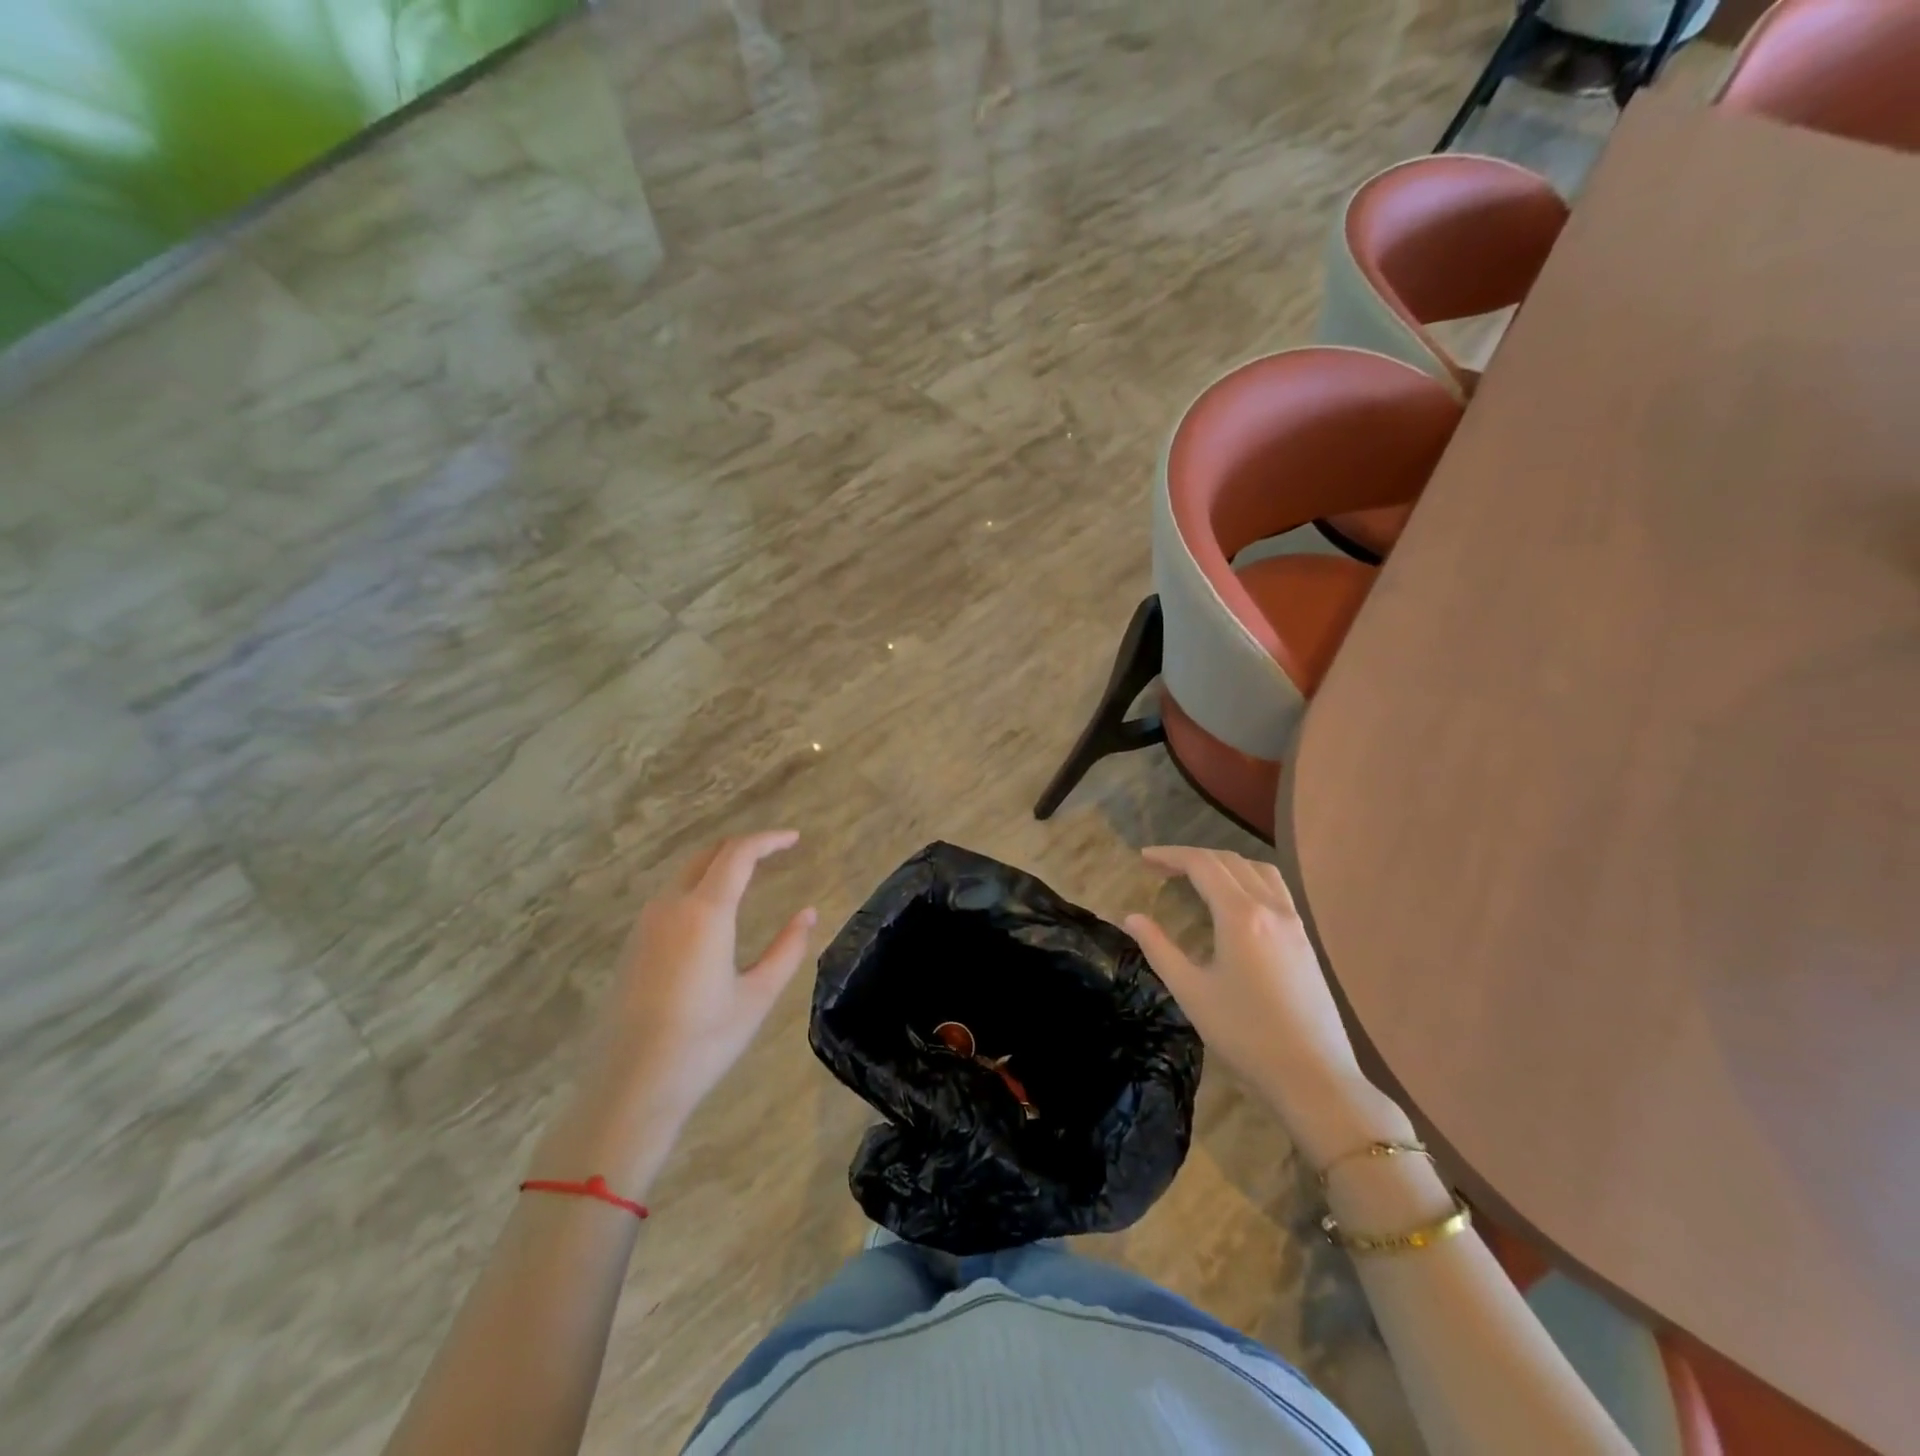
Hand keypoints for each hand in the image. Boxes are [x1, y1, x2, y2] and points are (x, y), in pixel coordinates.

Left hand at [593, 830, 816, 1123]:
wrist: (631, 1086)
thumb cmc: (703, 1042)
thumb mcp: (758, 996)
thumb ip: (788, 948)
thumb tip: (808, 913)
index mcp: (705, 913)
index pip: (738, 854)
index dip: (768, 840)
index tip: (794, 839)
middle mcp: (671, 907)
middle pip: (708, 855)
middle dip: (743, 847)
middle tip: (774, 852)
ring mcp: (645, 925)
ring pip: (685, 874)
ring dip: (718, 866)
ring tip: (749, 877)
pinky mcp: (633, 945)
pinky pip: (670, 897)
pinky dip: (698, 887)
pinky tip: (713, 912)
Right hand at [1125, 846, 1405, 1169]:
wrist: (1313, 1074)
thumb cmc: (1245, 1034)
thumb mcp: (1191, 991)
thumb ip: (1159, 948)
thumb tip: (1131, 917)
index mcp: (1240, 915)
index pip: (1202, 865)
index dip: (1170, 855)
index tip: (1143, 858)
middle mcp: (1270, 907)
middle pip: (1229, 861)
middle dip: (1192, 857)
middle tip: (1160, 868)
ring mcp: (1293, 921)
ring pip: (1257, 869)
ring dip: (1223, 863)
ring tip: (1197, 877)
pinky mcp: (1305, 939)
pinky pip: (1275, 888)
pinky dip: (1247, 878)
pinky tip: (1235, 901)